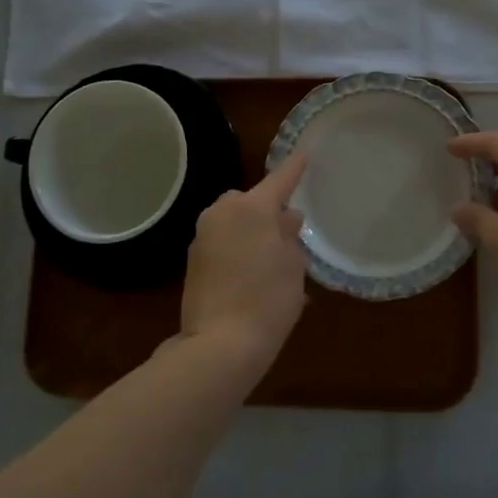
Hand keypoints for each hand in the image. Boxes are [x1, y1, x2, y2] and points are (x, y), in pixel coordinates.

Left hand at [178, 153, 308, 364]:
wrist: (219, 344)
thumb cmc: (268, 301)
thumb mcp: (292, 267)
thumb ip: (290, 236)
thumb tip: (286, 219)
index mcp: (251, 208)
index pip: (279, 180)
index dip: (295, 168)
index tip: (305, 152)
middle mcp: (222, 213)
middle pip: (250, 201)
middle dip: (267, 209)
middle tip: (287, 230)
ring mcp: (202, 236)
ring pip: (233, 221)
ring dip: (250, 230)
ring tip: (271, 257)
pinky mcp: (192, 260)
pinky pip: (222, 241)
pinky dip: (237, 247)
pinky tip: (252, 272)